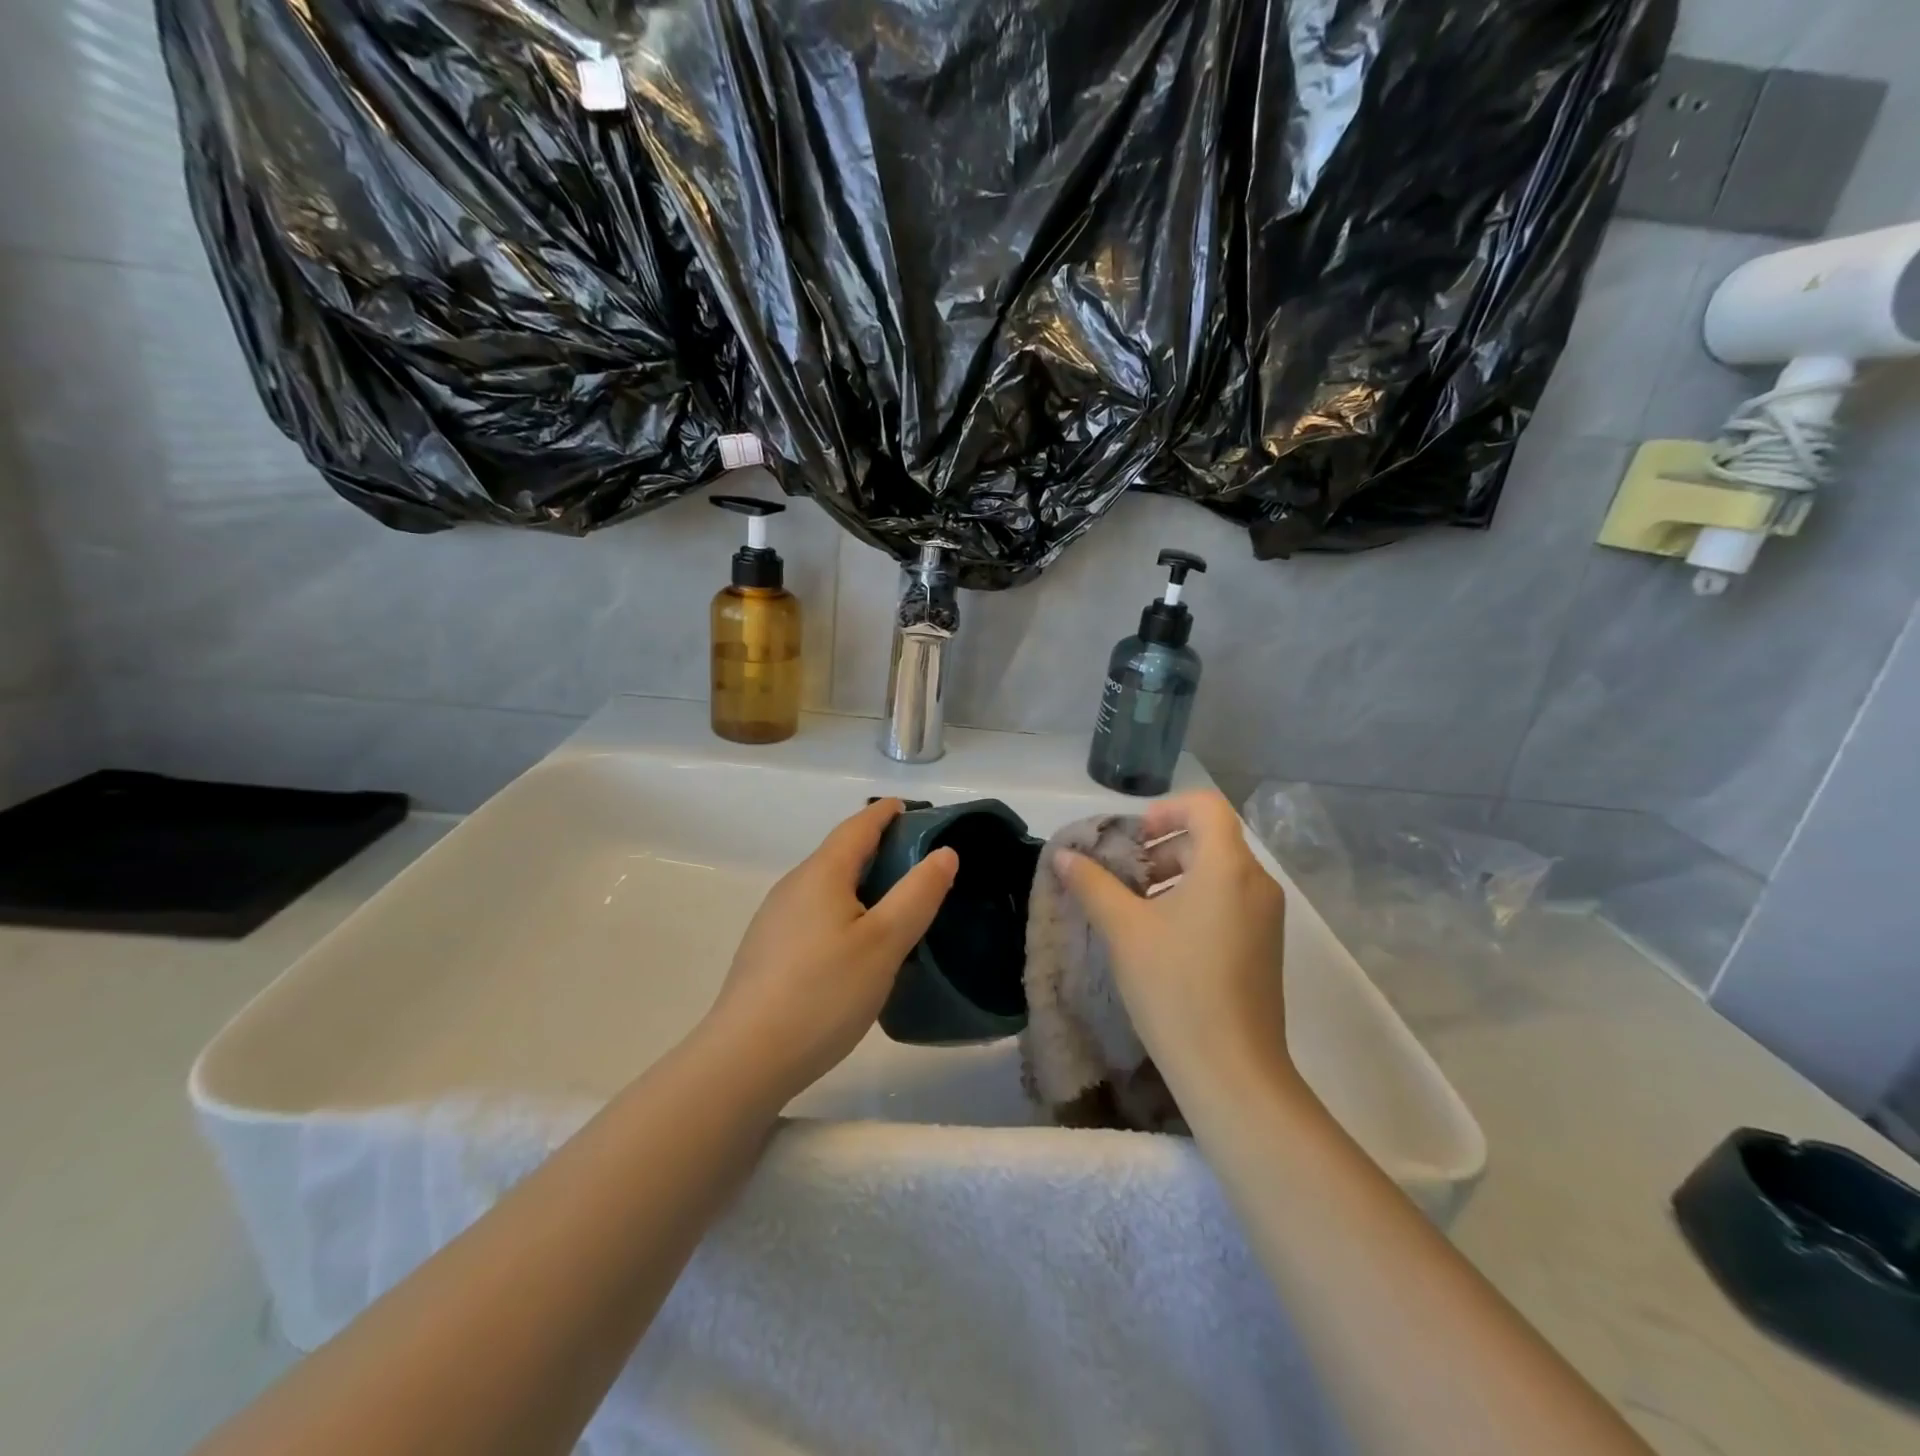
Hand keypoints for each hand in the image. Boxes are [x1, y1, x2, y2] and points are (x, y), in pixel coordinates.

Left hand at [705, 799, 957, 1100]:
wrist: (745, 1058)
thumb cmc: (823, 993)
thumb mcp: (884, 943)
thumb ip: (917, 894)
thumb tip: (944, 852)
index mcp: (822, 874)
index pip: (858, 827)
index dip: (887, 814)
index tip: (912, 809)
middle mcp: (793, 886)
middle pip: (840, 854)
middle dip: (878, 848)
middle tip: (918, 863)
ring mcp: (775, 919)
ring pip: (826, 886)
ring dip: (860, 883)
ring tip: (894, 903)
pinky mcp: (768, 950)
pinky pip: (814, 913)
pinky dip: (843, 910)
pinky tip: (855, 944)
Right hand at [1056, 790, 1294, 1099]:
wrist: (1232, 1071)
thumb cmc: (1175, 987)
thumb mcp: (1124, 930)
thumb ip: (1093, 884)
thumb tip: (1064, 856)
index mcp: (1228, 867)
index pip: (1205, 806)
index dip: (1166, 810)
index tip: (1134, 839)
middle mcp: (1256, 883)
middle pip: (1210, 839)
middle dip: (1163, 848)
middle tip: (1125, 877)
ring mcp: (1266, 917)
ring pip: (1219, 873)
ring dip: (1176, 876)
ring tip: (1136, 909)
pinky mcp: (1265, 946)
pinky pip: (1230, 901)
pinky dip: (1195, 901)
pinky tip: (1162, 938)